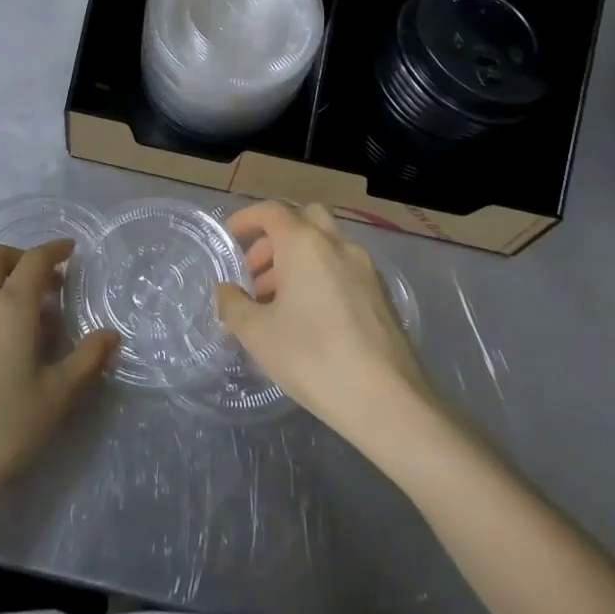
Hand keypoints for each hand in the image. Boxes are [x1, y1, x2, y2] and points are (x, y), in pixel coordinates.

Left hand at [0, 240, 116, 523]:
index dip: (54, 251)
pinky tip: (11, 347)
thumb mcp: (57, 396)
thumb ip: (87, 359)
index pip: (33, 261)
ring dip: (8, 285)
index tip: (72, 251)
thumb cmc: (4, 427)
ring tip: (38, 323)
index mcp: (10, 308)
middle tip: (51, 283)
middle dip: (23, 258)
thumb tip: (110, 335)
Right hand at [217, 203, 437, 452]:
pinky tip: (310, 317)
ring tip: (277, 302)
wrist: (388, 401)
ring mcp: (366, 269)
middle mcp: (338, 245)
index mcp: (305, 244)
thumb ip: (233, 304)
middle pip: (304, 219)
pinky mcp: (382, 295)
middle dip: (275, 238)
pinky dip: (321, 275)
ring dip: (297, 259)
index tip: (230, 238)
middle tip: (255, 273)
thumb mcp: (257, 334)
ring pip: (326, 245)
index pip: (271, 212)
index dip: (246, 219)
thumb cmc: (313, 358)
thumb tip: (226, 290)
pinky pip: (343, 268)